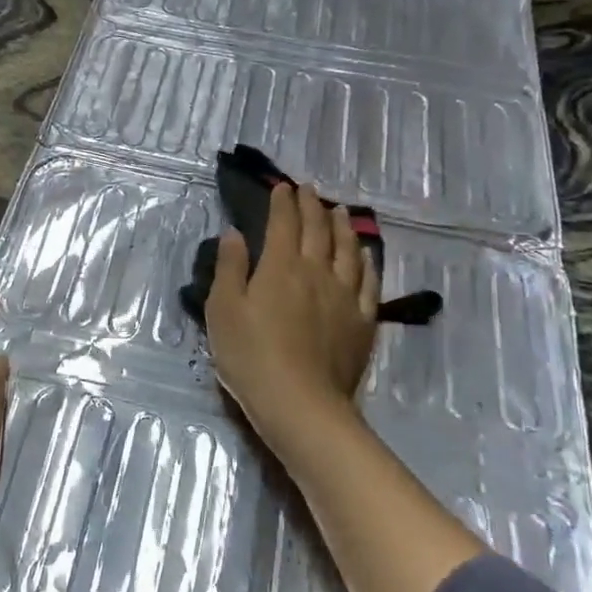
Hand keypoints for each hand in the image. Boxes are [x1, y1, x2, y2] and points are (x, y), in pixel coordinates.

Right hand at [205, 183, 378, 467]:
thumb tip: (235, 233)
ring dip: (342, 227)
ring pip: (348, 250)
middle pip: (318, 230)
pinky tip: (366, 255)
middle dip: (312, 206)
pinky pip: (369, 282)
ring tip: (340, 211)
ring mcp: (344, 296)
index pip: (284, 224)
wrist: (300, 404)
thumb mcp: (222, 309)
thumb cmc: (250, 355)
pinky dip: (367, 262)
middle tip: (309, 190)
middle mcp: (316, 272)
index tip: (282, 187)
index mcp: (281, 266)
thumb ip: (230, 268)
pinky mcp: (362, 322)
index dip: (283, 202)